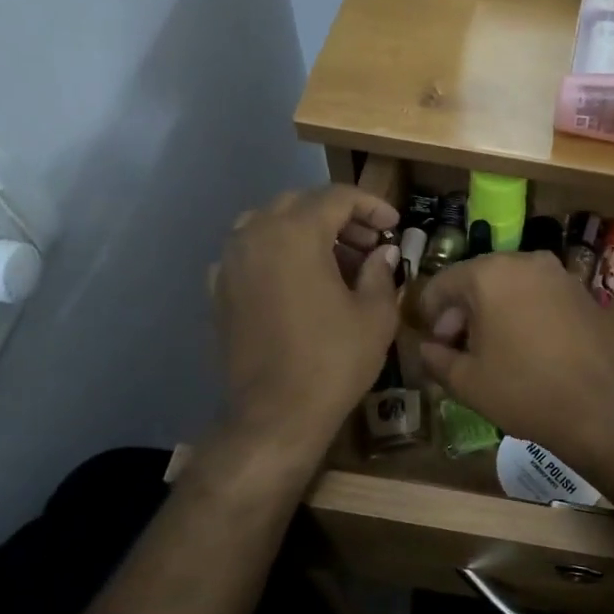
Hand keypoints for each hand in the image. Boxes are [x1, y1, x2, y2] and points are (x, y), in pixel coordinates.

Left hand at [212, 186, 399, 444]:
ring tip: (337, 259)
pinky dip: (278, 254)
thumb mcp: (375, 315)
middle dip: (339, 217)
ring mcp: (230, 262)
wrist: (275, 415)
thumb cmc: (333, 360)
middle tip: (370, 242)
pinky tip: (300, 282)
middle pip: (300, 205)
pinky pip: (250, 253)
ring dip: (306, 232)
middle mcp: (254, 235)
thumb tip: (383, 253)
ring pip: (270, 224)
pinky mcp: (219, 291)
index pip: (336, 198)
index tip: (394, 224)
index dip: (371, 205)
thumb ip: (380, 272)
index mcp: (295, 233)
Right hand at [416, 252, 613, 463]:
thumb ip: (436, 358)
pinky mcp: (583, 292)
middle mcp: (525, 261)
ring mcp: (559, 274)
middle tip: (459, 349)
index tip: (433, 343)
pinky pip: (540, 295)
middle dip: (463, 311)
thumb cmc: (522, 390)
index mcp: (489, 274)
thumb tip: (427, 348)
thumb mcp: (466, 381)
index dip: (430, 313)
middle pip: (478, 279)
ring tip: (493, 349)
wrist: (597, 407)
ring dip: (494, 310)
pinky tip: (527, 346)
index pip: (443, 283)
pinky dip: (525, 312)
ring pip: (511, 285)